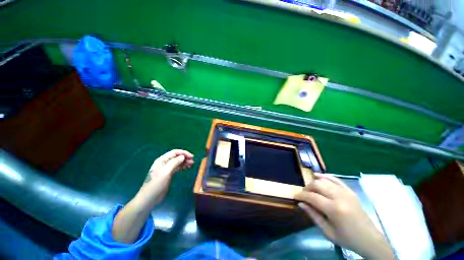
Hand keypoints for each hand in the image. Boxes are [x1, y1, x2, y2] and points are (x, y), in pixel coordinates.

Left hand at [137, 149, 193, 206]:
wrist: (149, 198)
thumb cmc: (156, 184)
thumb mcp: (165, 172)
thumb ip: (174, 162)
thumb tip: (183, 156)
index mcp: (162, 160)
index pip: (175, 152)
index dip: (184, 153)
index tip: (192, 157)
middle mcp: (165, 163)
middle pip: (177, 157)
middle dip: (185, 158)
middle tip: (192, 162)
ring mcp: (166, 169)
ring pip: (178, 162)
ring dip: (185, 162)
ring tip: (191, 165)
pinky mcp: (169, 174)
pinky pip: (177, 168)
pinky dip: (183, 167)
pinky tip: (187, 168)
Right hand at [294, 174, 394, 259]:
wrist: (370, 239)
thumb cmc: (348, 239)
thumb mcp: (328, 232)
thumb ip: (313, 215)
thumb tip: (301, 203)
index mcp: (334, 209)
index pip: (312, 196)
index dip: (301, 195)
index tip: (294, 196)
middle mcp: (340, 197)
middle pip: (317, 184)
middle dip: (307, 188)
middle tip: (303, 195)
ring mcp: (346, 192)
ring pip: (324, 180)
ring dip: (314, 182)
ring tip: (310, 189)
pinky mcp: (350, 191)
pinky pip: (335, 179)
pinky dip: (325, 176)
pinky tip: (318, 176)